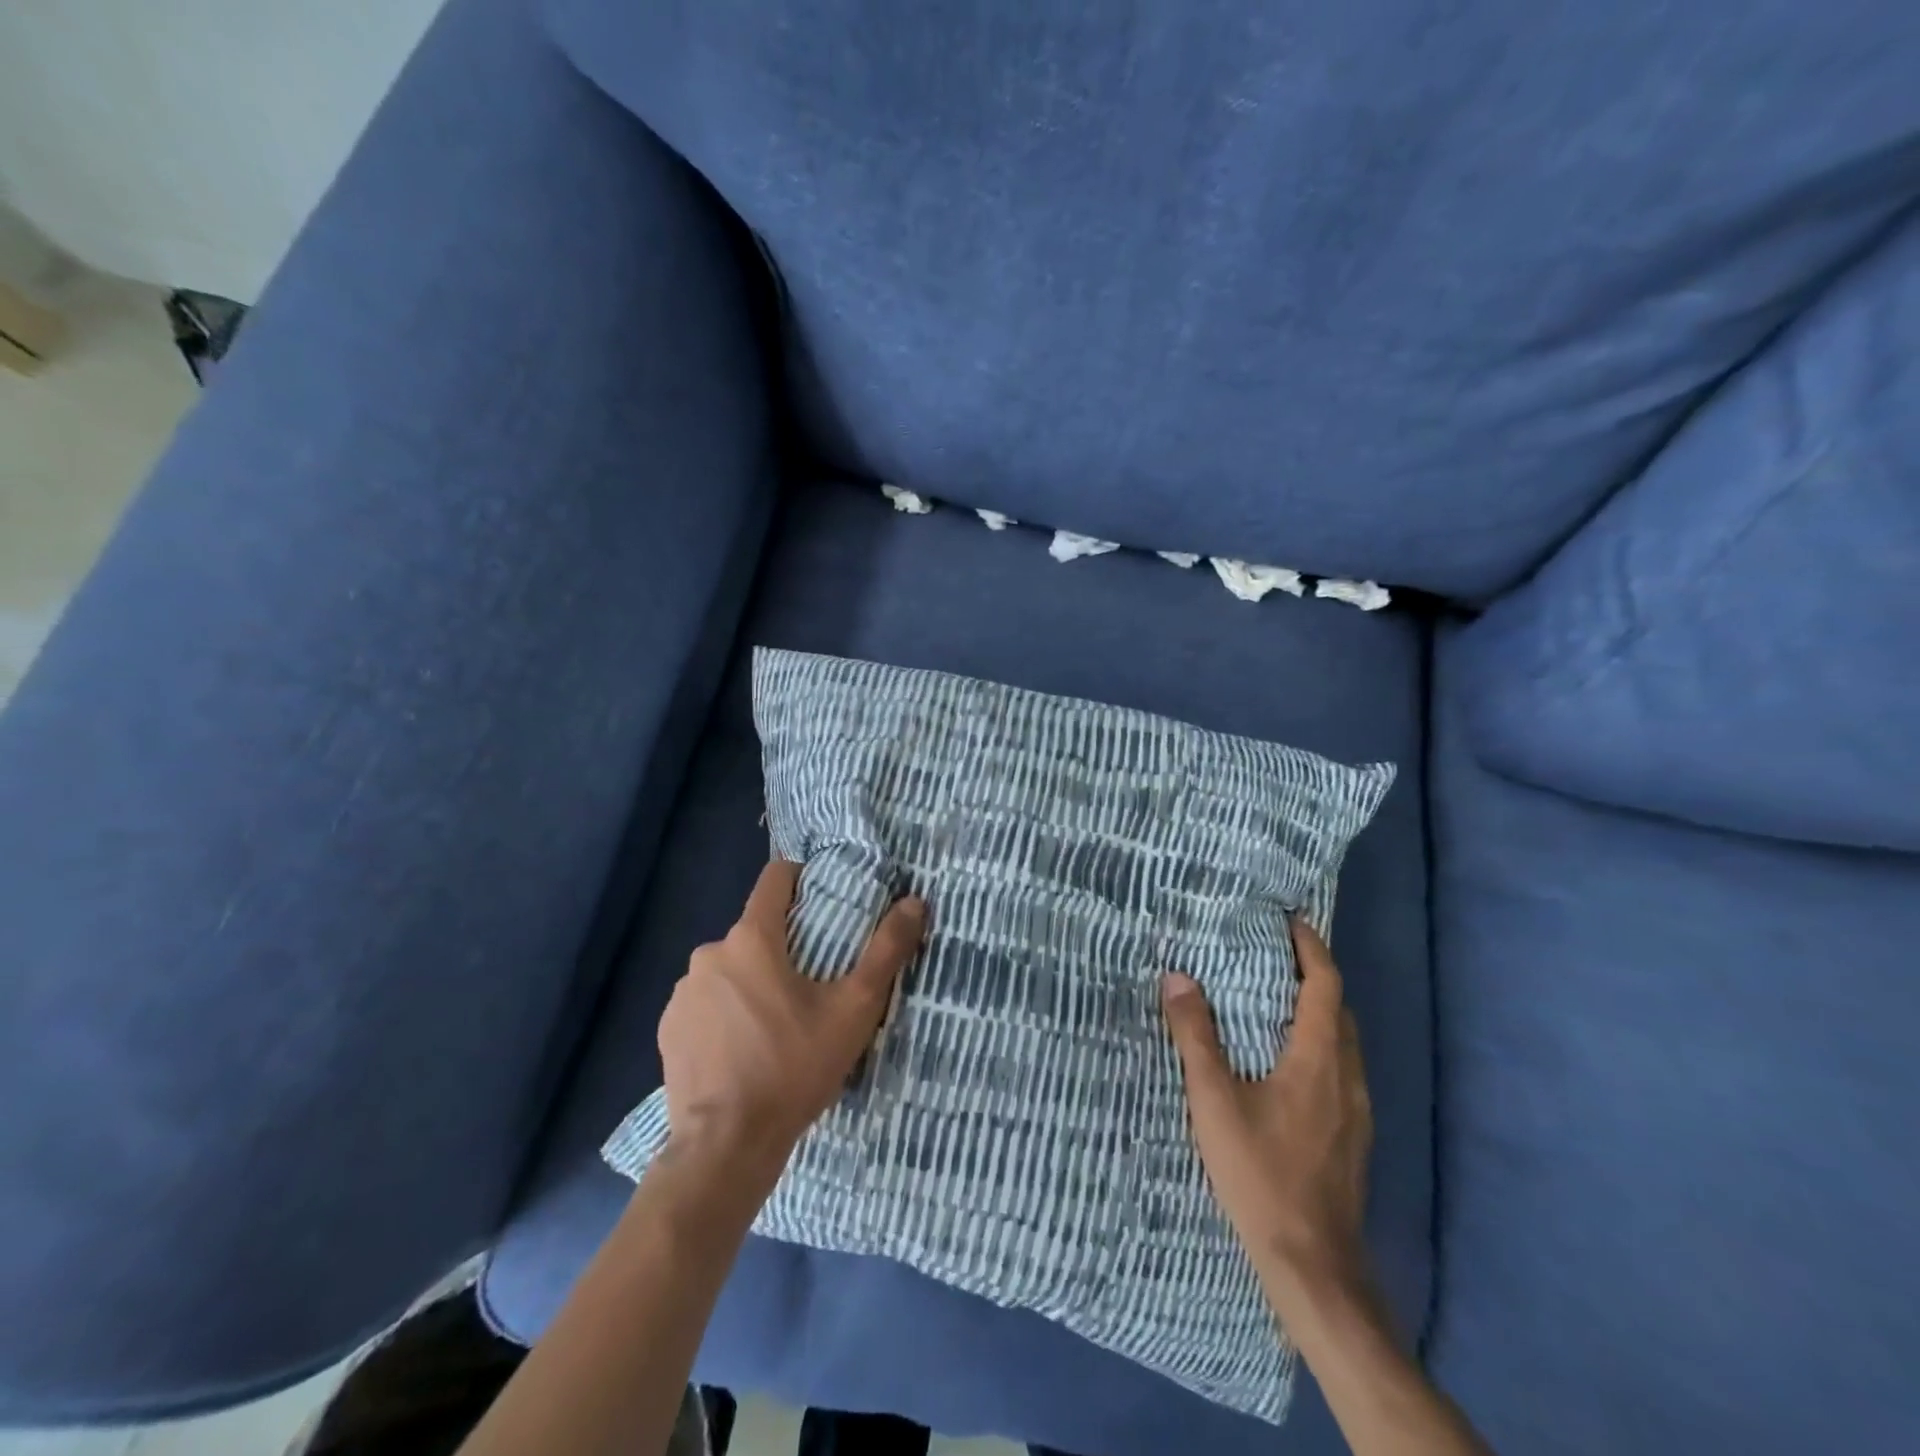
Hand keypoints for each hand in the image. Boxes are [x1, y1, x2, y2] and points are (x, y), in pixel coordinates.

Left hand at [657, 860, 925, 1189]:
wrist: (725, 1147)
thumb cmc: (793, 1067)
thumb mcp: (854, 1009)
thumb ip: (886, 951)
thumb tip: (915, 902)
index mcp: (751, 939)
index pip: (775, 878)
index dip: (802, 881)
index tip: (822, 904)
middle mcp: (709, 954)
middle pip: (755, 930)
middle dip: (782, 946)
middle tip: (812, 984)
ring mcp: (682, 993)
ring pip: (729, 968)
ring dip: (751, 981)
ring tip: (778, 1023)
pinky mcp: (668, 1029)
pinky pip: (705, 1003)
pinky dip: (724, 1013)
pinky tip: (743, 1050)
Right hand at [1162, 917, 1373, 1316]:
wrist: (1313, 1266)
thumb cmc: (1260, 1174)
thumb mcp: (1214, 1101)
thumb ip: (1195, 1036)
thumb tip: (1177, 977)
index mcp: (1318, 1059)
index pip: (1324, 985)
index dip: (1311, 948)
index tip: (1290, 921)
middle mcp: (1347, 1076)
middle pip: (1339, 1010)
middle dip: (1313, 975)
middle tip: (1273, 956)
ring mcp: (1356, 1111)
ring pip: (1344, 1043)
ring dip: (1317, 1012)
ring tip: (1276, 1002)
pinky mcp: (1354, 1138)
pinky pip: (1341, 1070)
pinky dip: (1319, 1045)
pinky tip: (1288, 1066)